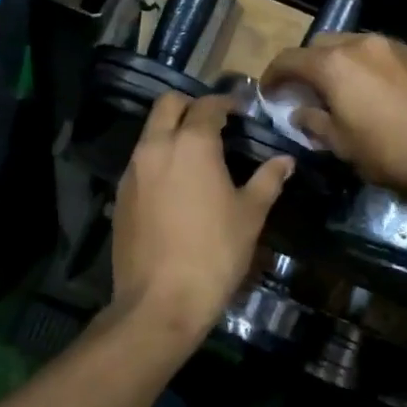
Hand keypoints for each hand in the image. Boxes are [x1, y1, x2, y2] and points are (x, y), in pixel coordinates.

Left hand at [110, 92, 292, 341]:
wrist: (159, 302)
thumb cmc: (214, 253)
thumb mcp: (250, 215)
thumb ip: (268, 180)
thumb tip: (285, 160)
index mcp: (192, 143)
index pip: (207, 105)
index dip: (226, 103)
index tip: (240, 111)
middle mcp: (157, 146)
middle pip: (168, 104)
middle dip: (190, 105)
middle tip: (213, 123)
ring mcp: (133, 170)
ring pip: (150, 132)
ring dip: (171, 131)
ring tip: (196, 154)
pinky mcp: (120, 195)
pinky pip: (140, 161)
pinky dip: (158, 159)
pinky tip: (175, 185)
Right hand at [262, 34, 406, 197]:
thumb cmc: (388, 151)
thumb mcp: (341, 144)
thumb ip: (314, 122)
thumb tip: (300, 112)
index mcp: (333, 64)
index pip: (289, 59)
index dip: (273, 76)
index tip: (268, 93)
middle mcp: (358, 44)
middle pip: (318, 45)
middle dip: (304, 65)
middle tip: (301, 92)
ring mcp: (388, 46)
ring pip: (347, 44)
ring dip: (332, 62)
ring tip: (333, 91)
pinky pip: (371, 52)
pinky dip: (357, 64)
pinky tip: (364, 90)